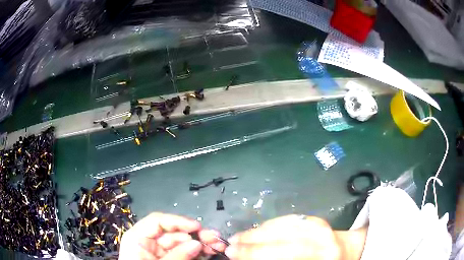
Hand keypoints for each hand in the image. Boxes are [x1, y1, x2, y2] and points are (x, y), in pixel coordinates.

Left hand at [119, 212, 225, 259]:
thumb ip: (177, 256)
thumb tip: (197, 243)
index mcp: (138, 238)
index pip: (157, 221)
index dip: (178, 221)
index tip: (197, 227)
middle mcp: (149, 242)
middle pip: (174, 232)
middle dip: (195, 234)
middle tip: (214, 238)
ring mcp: (160, 252)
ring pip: (183, 243)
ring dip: (200, 243)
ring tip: (217, 245)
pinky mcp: (169, 259)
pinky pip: (185, 253)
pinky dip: (198, 252)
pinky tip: (209, 252)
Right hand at [225, 215, 341, 259]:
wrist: (343, 251)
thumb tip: (247, 257)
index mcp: (321, 258)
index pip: (287, 255)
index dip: (256, 255)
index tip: (233, 255)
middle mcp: (323, 241)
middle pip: (284, 239)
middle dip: (253, 242)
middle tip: (231, 245)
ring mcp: (320, 226)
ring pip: (284, 226)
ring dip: (257, 232)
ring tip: (239, 237)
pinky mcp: (315, 218)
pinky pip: (288, 219)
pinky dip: (269, 225)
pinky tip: (257, 230)